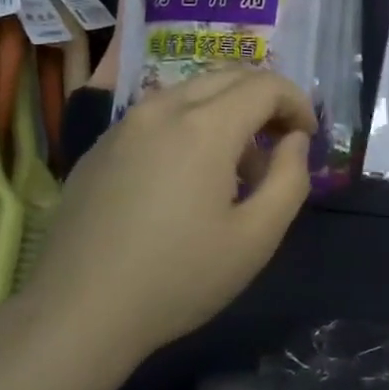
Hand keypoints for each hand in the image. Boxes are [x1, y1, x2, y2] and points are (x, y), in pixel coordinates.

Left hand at [16, 69, 314, 359]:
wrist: (79, 311)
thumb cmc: (179, 278)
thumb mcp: (257, 238)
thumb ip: (290, 179)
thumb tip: (294, 141)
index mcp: (204, 125)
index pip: (265, 85)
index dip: (297, 103)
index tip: (308, 138)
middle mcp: (161, 109)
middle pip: (227, 78)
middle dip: (264, 99)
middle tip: (281, 141)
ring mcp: (123, 125)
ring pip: (189, 93)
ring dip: (226, 112)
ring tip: (236, 166)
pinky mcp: (100, 148)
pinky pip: (157, 116)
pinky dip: (189, 125)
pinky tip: (186, 177)